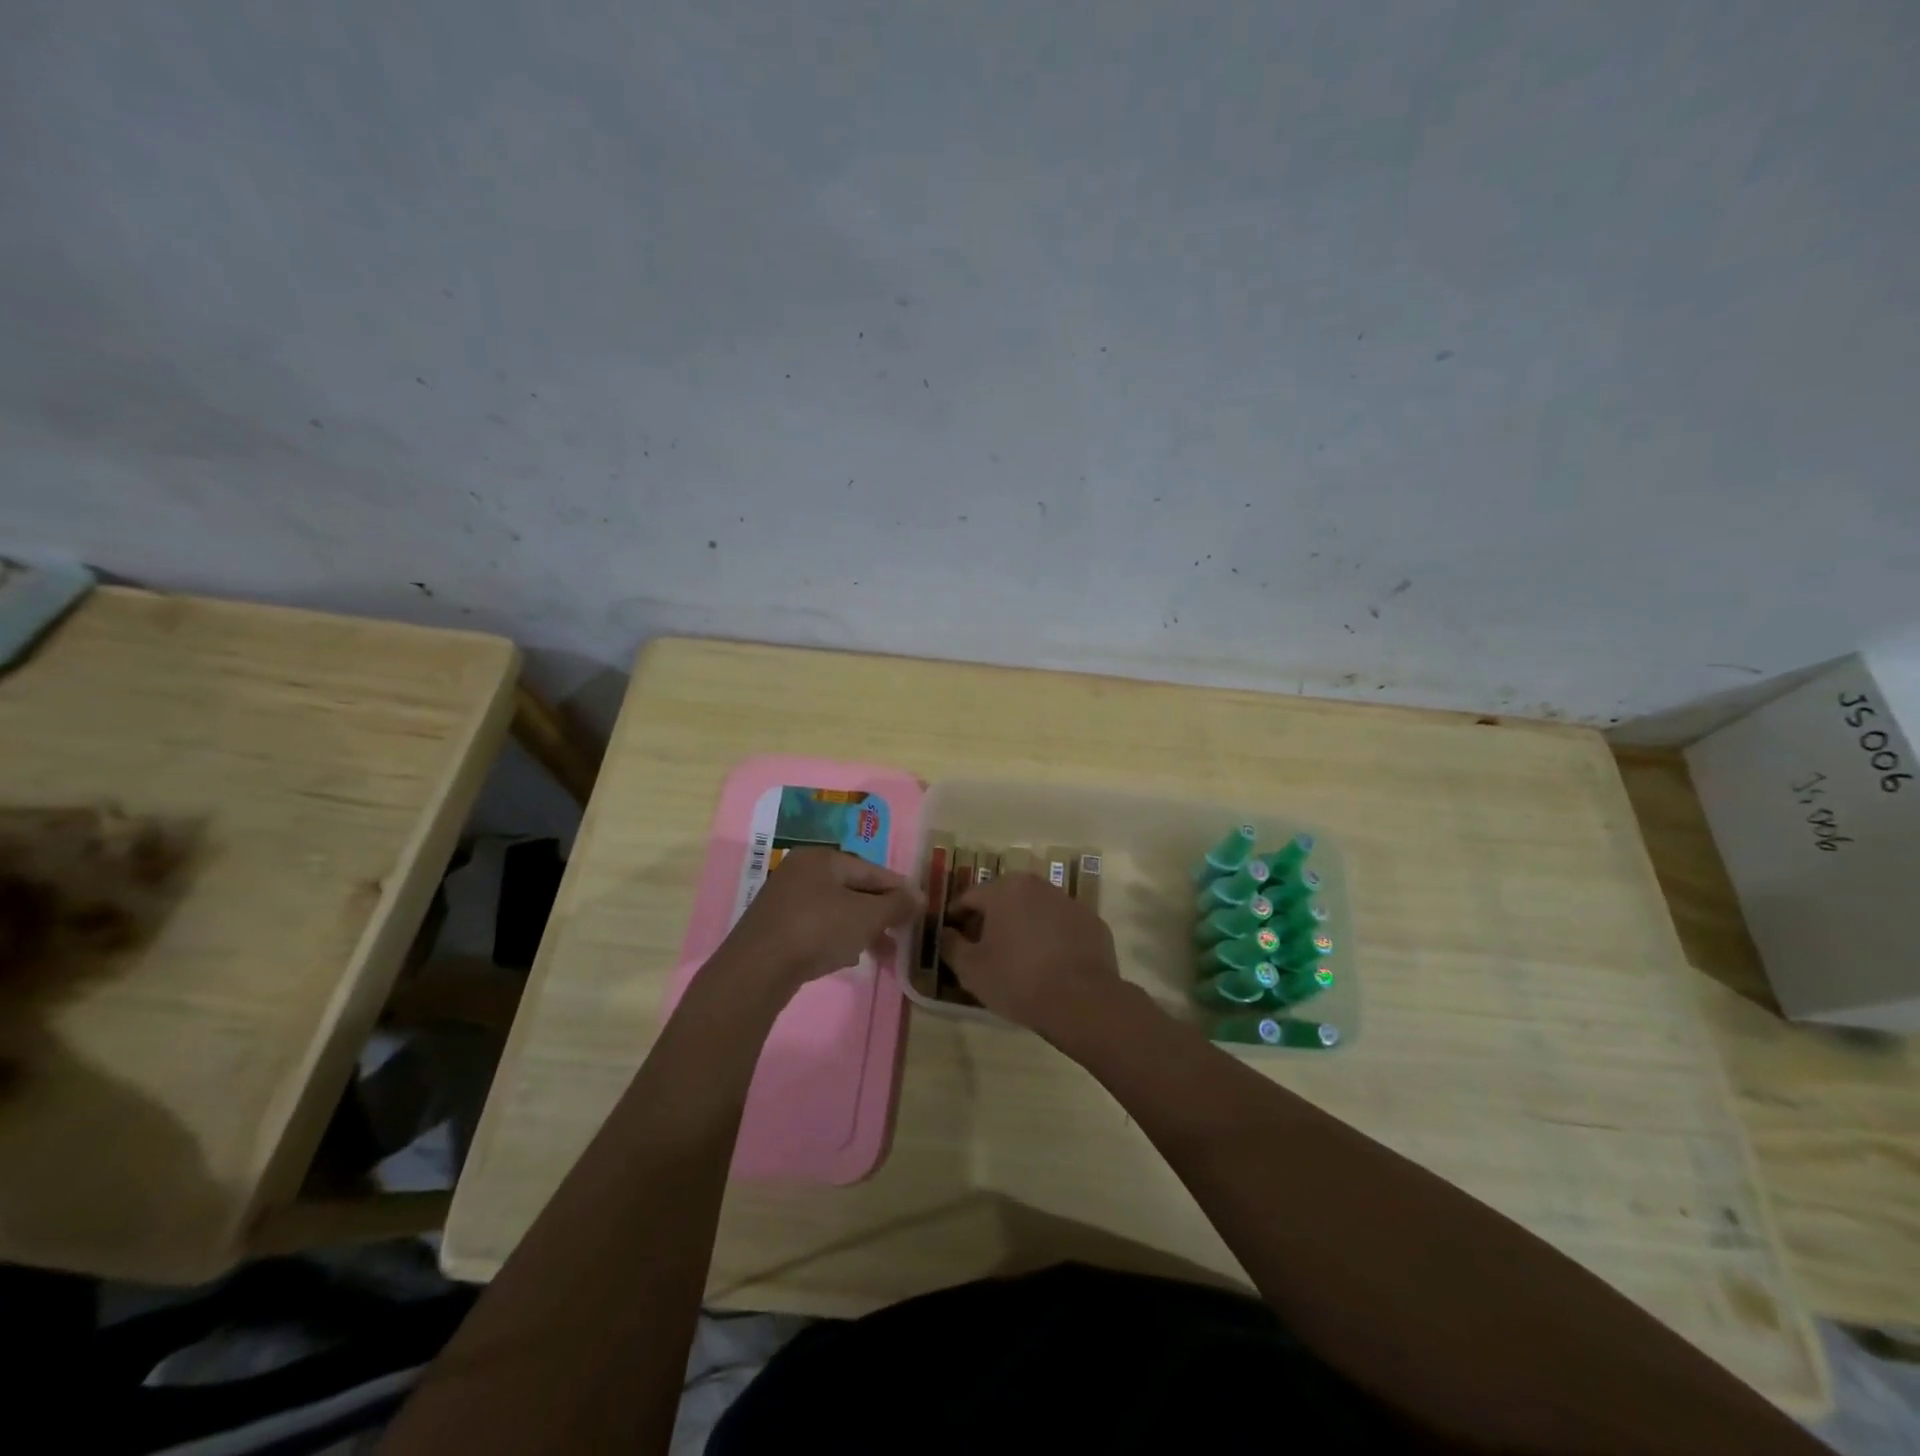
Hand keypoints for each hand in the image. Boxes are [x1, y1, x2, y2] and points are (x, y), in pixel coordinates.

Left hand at [720, 847, 922, 996]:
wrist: (756, 970)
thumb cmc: (817, 930)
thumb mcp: (866, 916)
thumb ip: (896, 904)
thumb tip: (919, 896)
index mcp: (822, 858)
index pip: (871, 869)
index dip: (898, 889)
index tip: (919, 908)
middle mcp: (801, 871)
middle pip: (852, 889)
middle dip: (879, 913)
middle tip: (901, 934)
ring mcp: (784, 899)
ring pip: (835, 910)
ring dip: (861, 928)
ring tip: (882, 952)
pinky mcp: (774, 927)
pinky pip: (816, 926)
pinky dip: (836, 937)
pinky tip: (847, 957)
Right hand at [939, 872, 1120, 1035]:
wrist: (1082, 1001)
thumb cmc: (1017, 980)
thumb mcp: (970, 969)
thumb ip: (951, 945)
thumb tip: (946, 933)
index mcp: (1005, 889)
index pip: (969, 897)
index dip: (956, 917)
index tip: (952, 938)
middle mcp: (1037, 885)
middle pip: (1004, 898)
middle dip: (990, 919)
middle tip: (983, 948)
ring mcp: (1069, 901)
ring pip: (1035, 910)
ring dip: (1022, 926)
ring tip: (1017, 958)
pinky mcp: (1092, 922)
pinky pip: (1061, 925)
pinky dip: (1050, 937)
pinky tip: (1048, 964)